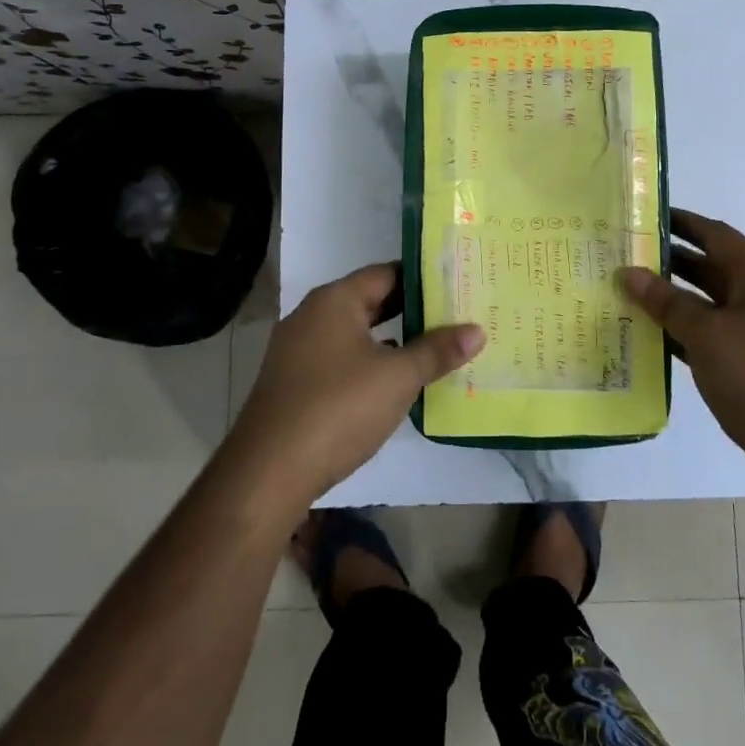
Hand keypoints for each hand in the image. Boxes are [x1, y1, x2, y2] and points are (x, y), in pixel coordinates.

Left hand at [228, 263, 483, 512]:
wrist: (268, 472)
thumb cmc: (338, 408)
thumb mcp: (398, 378)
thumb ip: (437, 351)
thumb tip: (476, 330)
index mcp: (334, 300)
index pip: (386, 273)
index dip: (423, 278)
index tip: (457, 285)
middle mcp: (312, 316)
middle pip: (370, 301)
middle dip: (412, 310)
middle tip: (456, 315)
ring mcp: (299, 351)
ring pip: (357, 333)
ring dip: (393, 340)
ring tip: (436, 347)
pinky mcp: (295, 383)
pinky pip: (342, 360)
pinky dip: (371, 363)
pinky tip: (397, 382)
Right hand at [618, 209, 744, 469]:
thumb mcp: (707, 335)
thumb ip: (666, 302)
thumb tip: (629, 273)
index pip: (716, 235)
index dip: (681, 222)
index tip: (643, 215)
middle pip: (711, 268)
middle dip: (670, 261)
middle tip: (624, 255)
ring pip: (709, 304)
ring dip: (673, 299)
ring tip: (628, 292)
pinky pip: (712, 336)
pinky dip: (683, 333)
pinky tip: (651, 337)